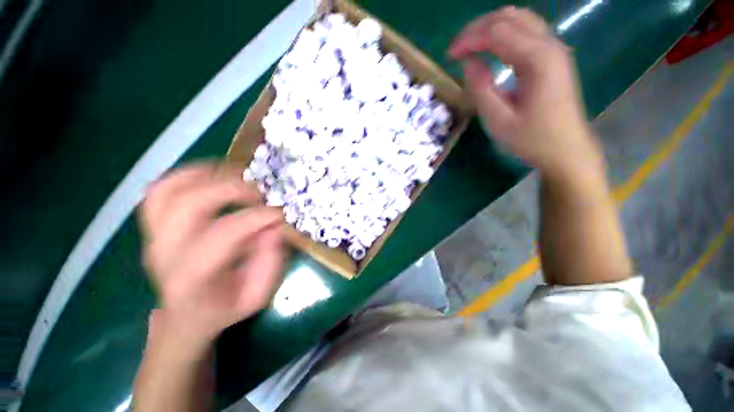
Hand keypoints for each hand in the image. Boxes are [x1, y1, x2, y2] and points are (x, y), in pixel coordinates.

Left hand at [139, 164, 283, 344]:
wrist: (187, 316)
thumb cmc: (225, 307)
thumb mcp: (258, 293)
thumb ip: (270, 261)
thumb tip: (274, 224)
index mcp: (192, 279)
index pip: (222, 235)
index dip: (255, 218)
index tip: (279, 213)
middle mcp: (165, 253)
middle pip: (188, 205)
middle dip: (230, 189)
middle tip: (258, 193)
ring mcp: (154, 236)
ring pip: (167, 191)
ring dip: (206, 176)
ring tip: (236, 176)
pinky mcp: (154, 227)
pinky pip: (159, 190)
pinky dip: (185, 175)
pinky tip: (212, 175)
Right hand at [449, 7, 602, 178]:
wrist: (566, 148)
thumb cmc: (532, 139)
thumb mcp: (498, 120)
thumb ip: (481, 89)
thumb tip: (468, 63)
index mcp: (537, 59)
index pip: (497, 32)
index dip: (469, 39)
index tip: (449, 55)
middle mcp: (549, 44)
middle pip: (509, 17)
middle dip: (477, 28)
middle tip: (457, 50)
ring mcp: (554, 48)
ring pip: (519, 18)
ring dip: (490, 27)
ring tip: (470, 47)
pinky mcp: (553, 56)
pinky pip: (527, 30)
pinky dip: (504, 33)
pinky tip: (491, 48)